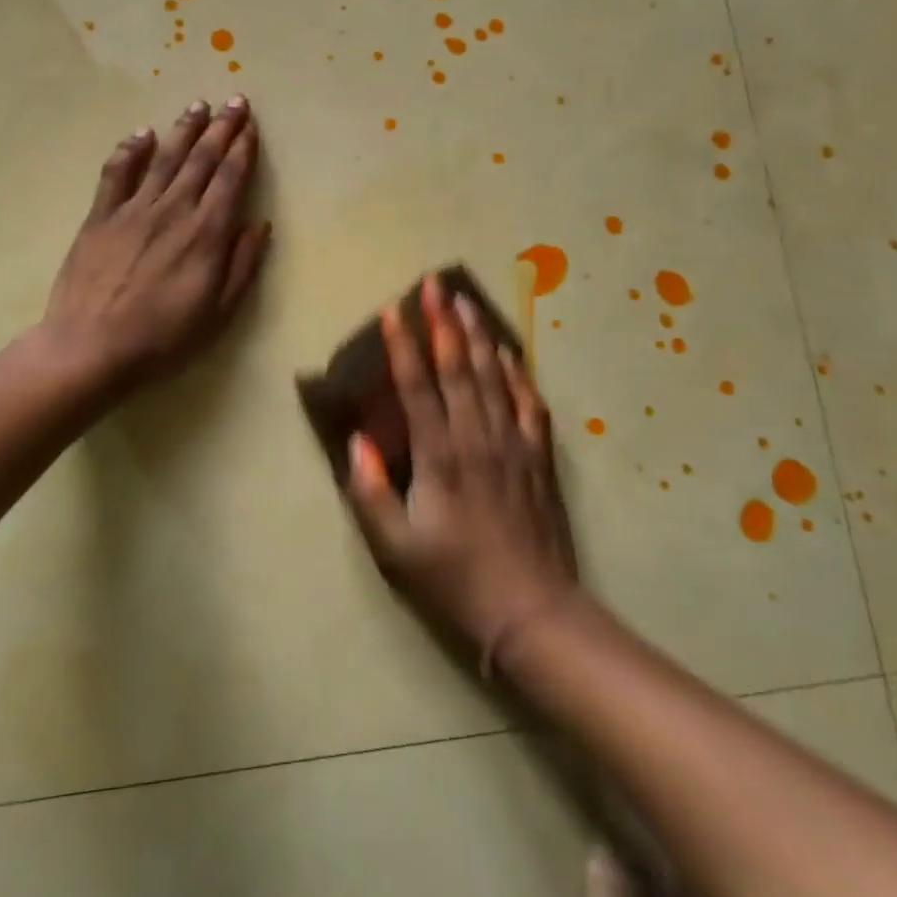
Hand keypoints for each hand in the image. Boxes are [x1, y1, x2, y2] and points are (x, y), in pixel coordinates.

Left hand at [41, 96, 269, 389]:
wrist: (91, 346)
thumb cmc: (163, 337)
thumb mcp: (218, 312)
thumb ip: (243, 265)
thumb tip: (260, 224)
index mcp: (206, 234)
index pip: (231, 179)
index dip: (243, 149)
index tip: (251, 126)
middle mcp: (174, 210)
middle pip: (202, 159)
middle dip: (222, 128)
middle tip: (235, 101)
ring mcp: (134, 209)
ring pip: (165, 158)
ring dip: (184, 129)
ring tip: (199, 105)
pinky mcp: (101, 216)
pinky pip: (117, 173)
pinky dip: (130, 149)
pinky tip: (142, 133)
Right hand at [344, 273, 580, 652]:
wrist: (533, 612)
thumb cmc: (455, 578)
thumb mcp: (395, 548)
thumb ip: (370, 491)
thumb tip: (357, 440)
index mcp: (440, 456)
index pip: (417, 387)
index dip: (403, 346)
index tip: (391, 310)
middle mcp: (477, 438)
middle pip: (459, 368)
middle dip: (443, 322)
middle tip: (434, 284)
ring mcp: (513, 445)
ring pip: (494, 377)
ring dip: (478, 336)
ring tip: (466, 301)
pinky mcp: (539, 458)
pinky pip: (528, 403)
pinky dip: (518, 373)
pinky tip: (509, 352)